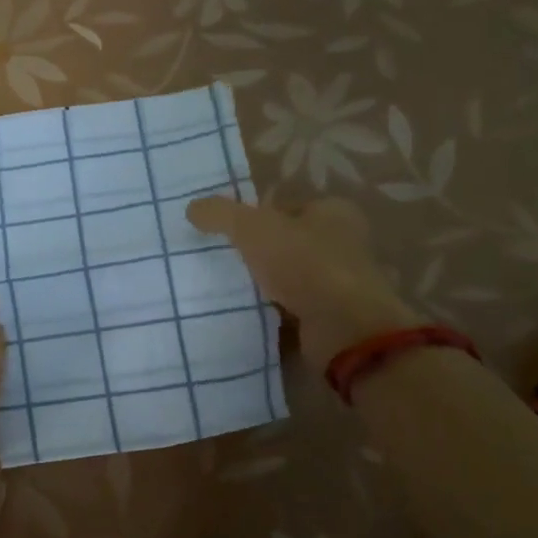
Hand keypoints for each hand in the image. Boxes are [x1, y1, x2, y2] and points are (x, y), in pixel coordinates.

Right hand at [187, 195, 420, 369]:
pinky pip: (293, 308)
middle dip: (258, 252)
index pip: (287, 207)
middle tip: (223, 260)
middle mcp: (343, 244)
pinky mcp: (332, 317)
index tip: (228, 233)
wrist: (344, 330)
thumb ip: (221, 213)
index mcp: (334, 213)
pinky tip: (247, 313)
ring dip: (264, 284)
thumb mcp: (253, 228)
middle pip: (288, 242)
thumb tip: (192, 208)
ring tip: (229, 288)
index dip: (257, 217)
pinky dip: (273, 311)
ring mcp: (339, 283)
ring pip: (290, 277)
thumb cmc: (305, 265)